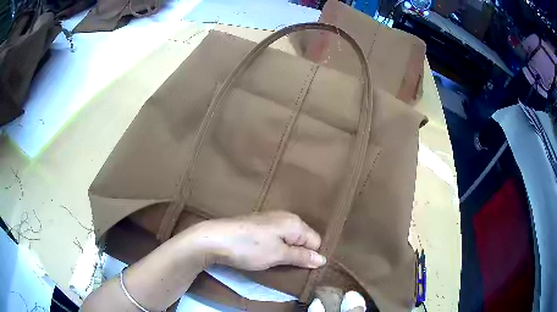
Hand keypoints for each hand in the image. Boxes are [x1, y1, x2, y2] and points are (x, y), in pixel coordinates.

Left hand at [184, 211, 326, 270]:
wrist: (215, 239)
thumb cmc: (250, 248)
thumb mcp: (278, 255)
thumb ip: (302, 256)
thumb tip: (322, 259)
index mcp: (294, 222)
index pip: (316, 241)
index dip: (309, 256)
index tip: (298, 267)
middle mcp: (285, 216)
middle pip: (302, 239)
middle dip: (297, 253)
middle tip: (285, 265)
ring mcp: (270, 219)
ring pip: (288, 239)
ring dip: (285, 251)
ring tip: (273, 261)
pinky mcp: (258, 224)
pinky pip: (276, 236)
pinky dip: (274, 246)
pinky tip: (262, 252)